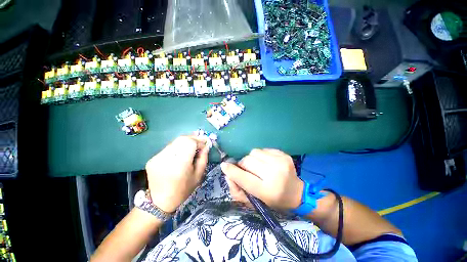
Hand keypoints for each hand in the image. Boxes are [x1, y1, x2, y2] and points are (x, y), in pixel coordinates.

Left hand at [146, 136, 208, 212]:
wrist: (160, 201)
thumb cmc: (183, 189)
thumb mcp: (199, 175)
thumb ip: (203, 158)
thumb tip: (205, 145)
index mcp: (180, 165)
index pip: (190, 143)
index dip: (199, 141)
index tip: (205, 143)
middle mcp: (167, 159)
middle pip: (182, 139)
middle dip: (193, 138)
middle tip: (200, 142)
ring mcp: (157, 158)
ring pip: (175, 142)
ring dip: (185, 142)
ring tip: (192, 146)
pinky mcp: (152, 159)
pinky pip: (169, 148)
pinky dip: (177, 147)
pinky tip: (181, 153)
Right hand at [221, 149, 303, 209]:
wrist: (296, 193)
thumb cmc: (273, 201)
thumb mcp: (254, 202)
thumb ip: (237, 191)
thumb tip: (227, 174)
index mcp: (267, 191)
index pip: (244, 178)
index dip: (232, 171)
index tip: (224, 166)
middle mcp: (275, 174)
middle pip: (248, 161)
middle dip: (242, 164)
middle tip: (246, 169)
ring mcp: (281, 162)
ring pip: (254, 152)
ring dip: (251, 158)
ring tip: (256, 166)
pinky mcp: (284, 154)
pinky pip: (263, 149)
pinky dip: (260, 155)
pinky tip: (265, 162)